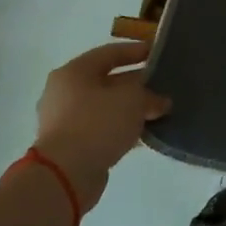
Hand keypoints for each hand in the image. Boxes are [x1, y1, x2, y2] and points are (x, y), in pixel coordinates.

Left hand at [32, 42, 170, 212]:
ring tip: (156, 111)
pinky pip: (101, 129)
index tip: (157, 52)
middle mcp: (64, 92)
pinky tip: (142, 134)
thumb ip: (149, 95)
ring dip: (129, 109)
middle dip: (136, 84)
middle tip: (161, 85)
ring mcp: (64, 120)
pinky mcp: (70, 145)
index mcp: (74, 72)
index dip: (135, 51)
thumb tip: (160, 102)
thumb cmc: (97, 123)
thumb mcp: (132, 100)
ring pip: (105, 107)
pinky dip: (120, 128)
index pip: (109, 53)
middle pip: (107, 81)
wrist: (65, 174)